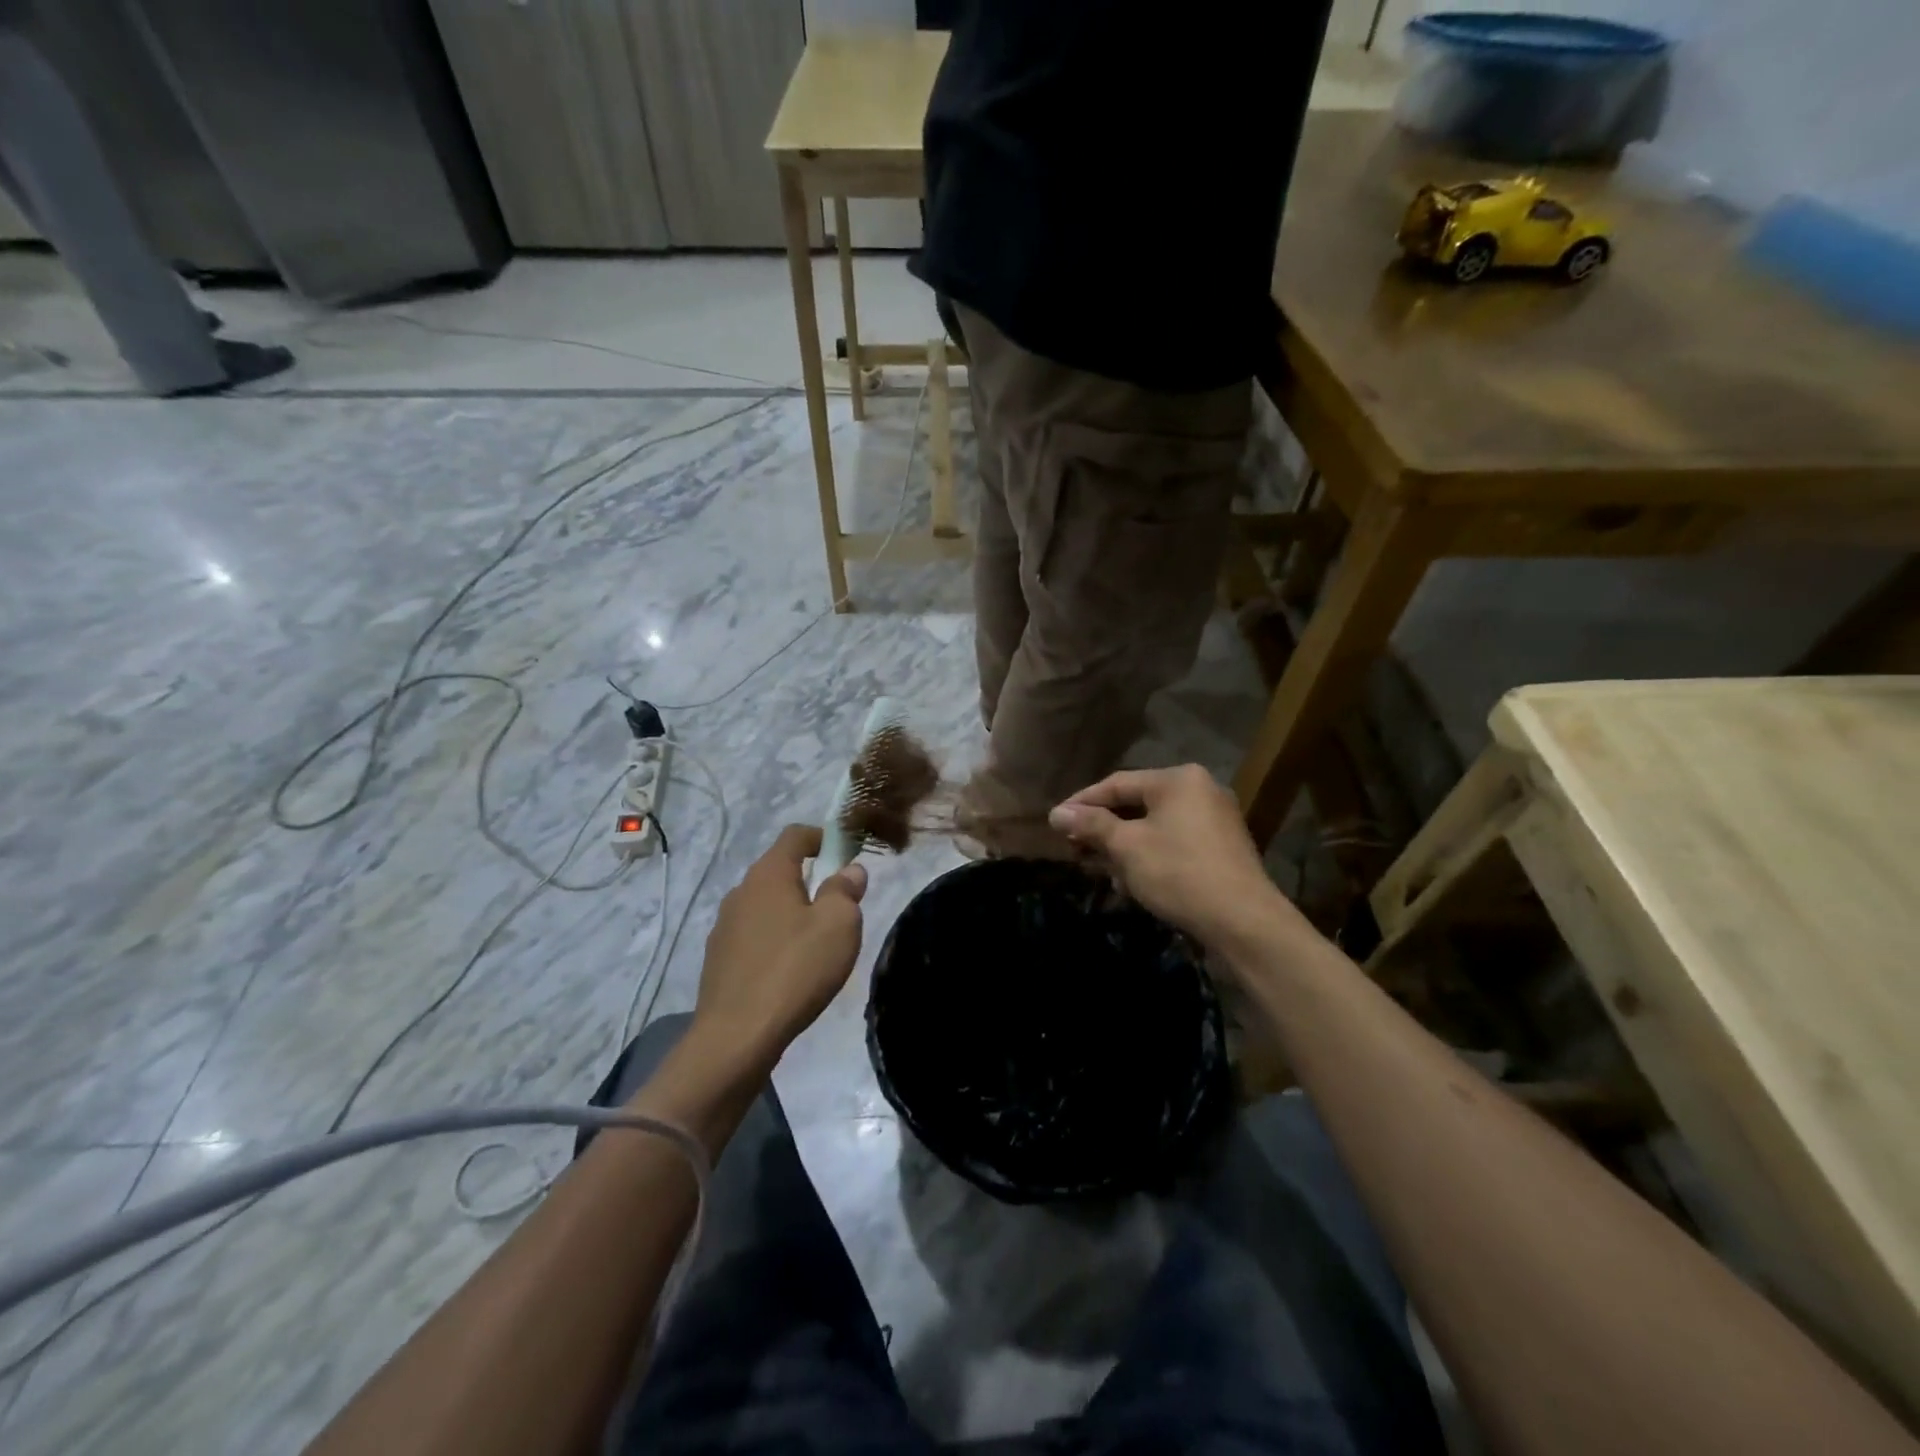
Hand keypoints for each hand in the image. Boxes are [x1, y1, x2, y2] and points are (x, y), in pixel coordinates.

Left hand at [694, 825, 866, 1067]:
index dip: (822, 836)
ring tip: (816, 945)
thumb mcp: (838, 926)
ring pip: (766, 906)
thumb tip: (849, 870)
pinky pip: (753, 936)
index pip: (795, 835)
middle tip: (838, 908)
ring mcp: (724, 927)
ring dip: (791, 913)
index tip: (845, 852)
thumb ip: (845, 891)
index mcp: (769, 875)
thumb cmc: (795, 970)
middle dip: (810, 880)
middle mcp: (741, 892)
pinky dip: (774, 941)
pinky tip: (789, 972)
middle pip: (779, 871)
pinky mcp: (718, 960)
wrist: (736, 1037)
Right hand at [1048, 765, 1298, 949]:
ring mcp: (1215, 819)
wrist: (1243, 922)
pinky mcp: (1222, 848)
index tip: (1056, 822)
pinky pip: (1174, 841)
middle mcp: (1200, 790)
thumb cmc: (1179, 873)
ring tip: (1096, 866)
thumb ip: (1092, 825)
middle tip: (1074, 847)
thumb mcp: (1127, 847)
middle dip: (1103, 828)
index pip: (1117, 783)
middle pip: (1137, 803)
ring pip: (1154, 825)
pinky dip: (1149, 854)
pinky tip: (1130, 879)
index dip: (1083, 803)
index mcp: (1178, 779)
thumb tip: (1056, 813)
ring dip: (1123, 845)